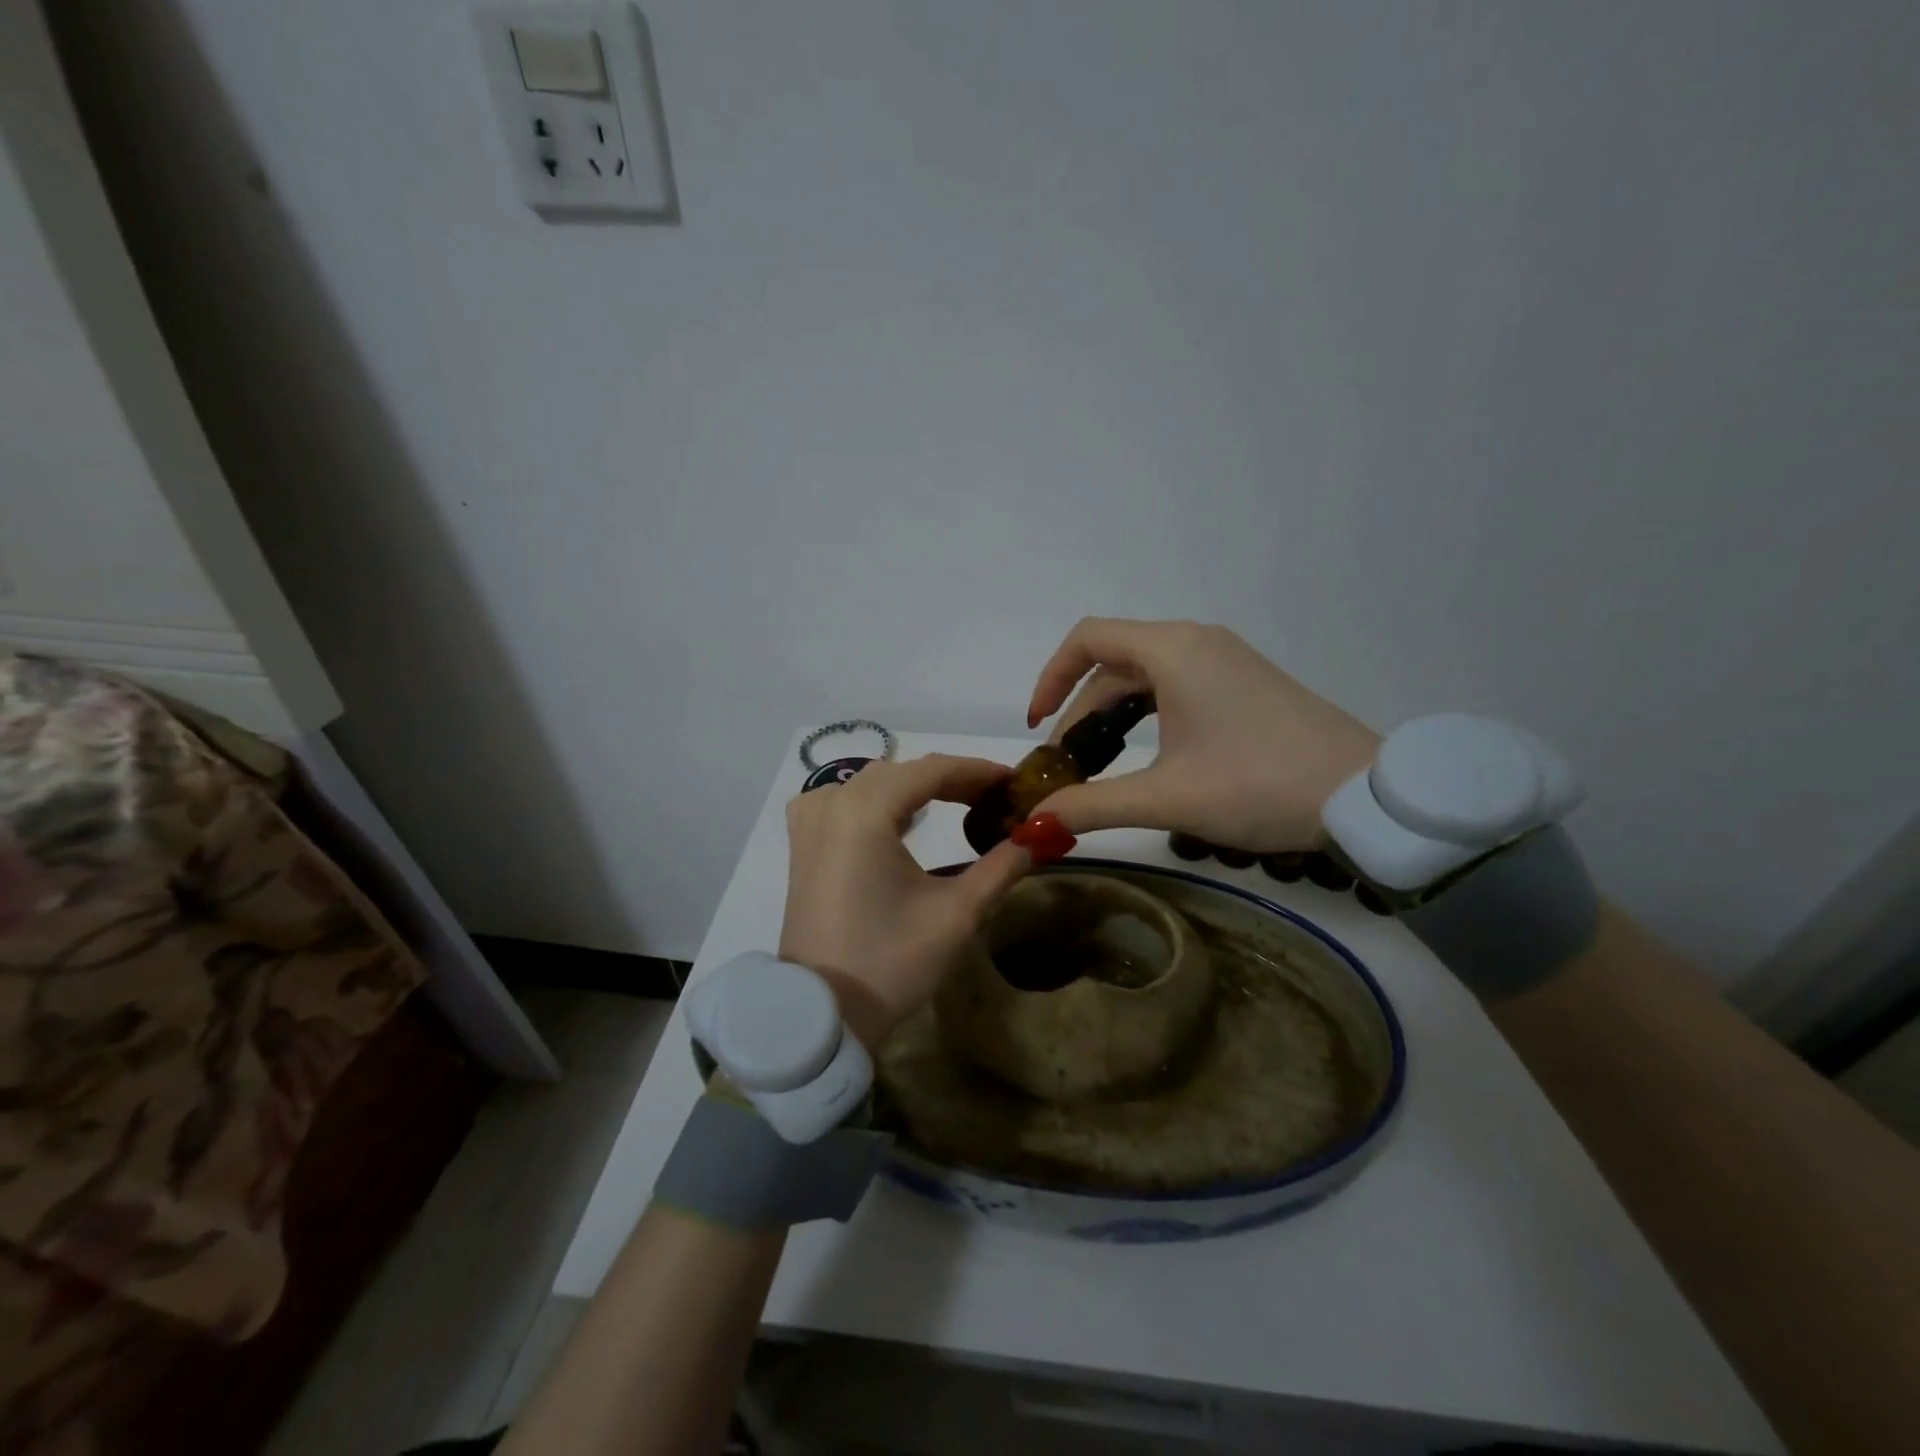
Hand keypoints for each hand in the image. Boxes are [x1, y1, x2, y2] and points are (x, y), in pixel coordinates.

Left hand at [781, 755, 1031, 1049]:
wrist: (822, 1013)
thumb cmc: (890, 962)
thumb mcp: (957, 915)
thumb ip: (1001, 867)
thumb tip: (1037, 836)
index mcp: (865, 812)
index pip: (931, 770)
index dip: (977, 771)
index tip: (1014, 781)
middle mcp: (832, 803)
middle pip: (901, 772)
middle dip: (950, 780)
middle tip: (993, 800)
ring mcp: (810, 823)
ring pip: (870, 782)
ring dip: (912, 788)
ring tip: (953, 805)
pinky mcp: (801, 845)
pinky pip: (839, 800)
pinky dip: (873, 800)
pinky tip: (893, 819)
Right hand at [1025, 619, 1378, 851]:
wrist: (1366, 798)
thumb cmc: (1258, 785)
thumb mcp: (1166, 797)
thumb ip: (1092, 805)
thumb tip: (1033, 823)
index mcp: (1172, 649)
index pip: (1087, 639)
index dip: (1050, 679)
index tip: (1036, 729)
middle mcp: (1195, 642)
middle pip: (1113, 664)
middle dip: (1079, 714)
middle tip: (1066, 770)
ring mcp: (1224, 660)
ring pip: (1144, 678)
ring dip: (1112, 717)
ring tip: (1097, 766)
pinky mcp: (1243, 684)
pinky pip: (1175, 687)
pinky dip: (1146, 716)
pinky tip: (1146, 756)